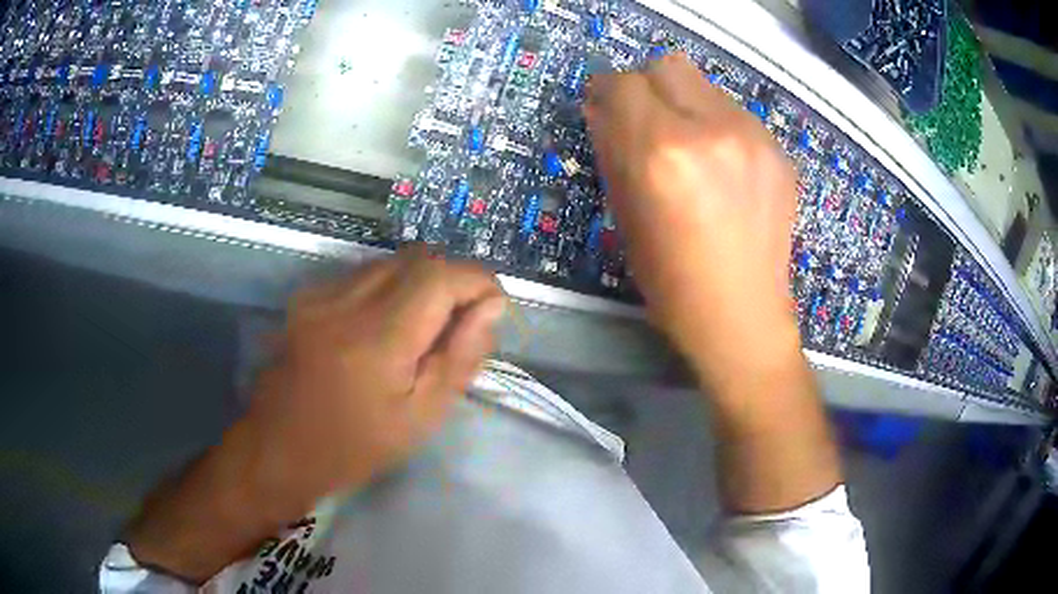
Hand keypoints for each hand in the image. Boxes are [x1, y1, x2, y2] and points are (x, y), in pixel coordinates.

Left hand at [125, 249, 504, 582]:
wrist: (277, 449)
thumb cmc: (353, 448)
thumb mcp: (421, 417)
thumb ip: (460, 356)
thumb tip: (491, 307)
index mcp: (378, 337)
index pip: (442, 274)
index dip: (479, 281)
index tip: (494, 308)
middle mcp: (346, 299)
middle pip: (418, 257)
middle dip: (452, 280)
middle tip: (459, 324)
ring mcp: (321, 292)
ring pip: (391, 261)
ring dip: (421, 283)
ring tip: (421, 329)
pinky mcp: (307, 295)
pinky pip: (364, 273)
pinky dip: (390, 288)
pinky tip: (383, 327)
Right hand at [586, 54, 839, 512]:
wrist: (744, 317)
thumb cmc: (672, 283)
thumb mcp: (624, 217)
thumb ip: (611, 151)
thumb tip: (603, 110)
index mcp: (663, 153)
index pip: (622, 83)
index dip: (605, 92)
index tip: (605, 109)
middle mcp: (712, 130)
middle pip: (667, 65)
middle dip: (647, 87)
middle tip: (646, 123)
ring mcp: (754, 138)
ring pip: (705, 84)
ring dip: (685, 103)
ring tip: (689, 148)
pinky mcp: (779, 151)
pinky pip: (735, 113)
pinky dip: (717, 125)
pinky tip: (722, 167)